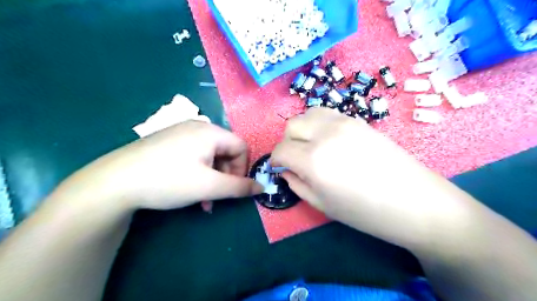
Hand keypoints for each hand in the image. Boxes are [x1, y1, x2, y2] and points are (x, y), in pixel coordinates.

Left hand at [58, 121, 263, 209]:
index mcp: (210, 132)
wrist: (114, 182)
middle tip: (216, 196)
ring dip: (212, 178)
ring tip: (203, 200)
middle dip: (225, 176)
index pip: (241, 147)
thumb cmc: (169, 180)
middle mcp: (198, 127)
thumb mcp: (209, 186)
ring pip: (210, 156)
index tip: (233, 188)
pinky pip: (194, 156)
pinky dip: (198, 173)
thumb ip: (239, 187)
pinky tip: (189, 189)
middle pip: (225, 151)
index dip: (243, 169)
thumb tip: (262, 187)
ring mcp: (181, 133)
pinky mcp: (168, 142)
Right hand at [273, 108, 470, 248]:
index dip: (275, 160)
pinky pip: (328, 114)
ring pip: (308, 113)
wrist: (415, 201)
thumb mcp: (322, 205)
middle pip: (291, 126)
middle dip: (288, 142)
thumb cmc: (366, 212)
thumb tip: (285, 170)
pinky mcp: (357, 120)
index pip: (281, 150)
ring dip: (302, 129)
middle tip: (296, 159)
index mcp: (314, 160)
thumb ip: (296, 184)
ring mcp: (344, 122)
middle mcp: (325, 134)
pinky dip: (319, 124)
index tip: (279, 168)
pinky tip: (329, 140)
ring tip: (311, 146)